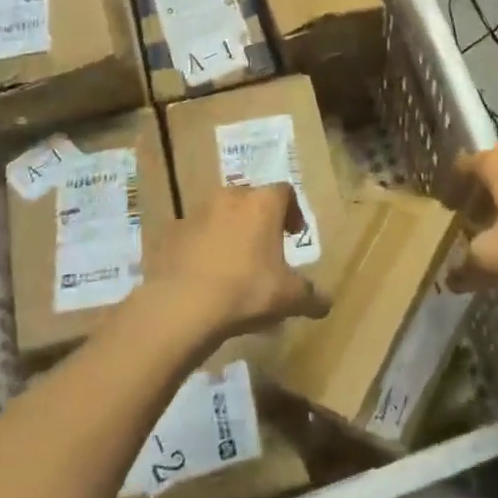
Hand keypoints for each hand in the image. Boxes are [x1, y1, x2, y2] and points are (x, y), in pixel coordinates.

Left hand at [146, 183, 330, 345]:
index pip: (285, 191)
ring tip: (234, 264)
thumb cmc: (246, 290)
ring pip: (220, 214)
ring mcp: (196, 213)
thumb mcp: (289, 297)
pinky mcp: (172, 233)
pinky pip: (194, 235)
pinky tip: (206, 275)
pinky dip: (203, 247)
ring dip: (230, 231)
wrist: (182, 306)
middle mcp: (230, 198)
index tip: (294, 234)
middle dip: (260, 219)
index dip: (293, 211)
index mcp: (262, 204)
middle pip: (251, 199)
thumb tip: (326, 303)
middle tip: (266, 247)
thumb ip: (311, 296)